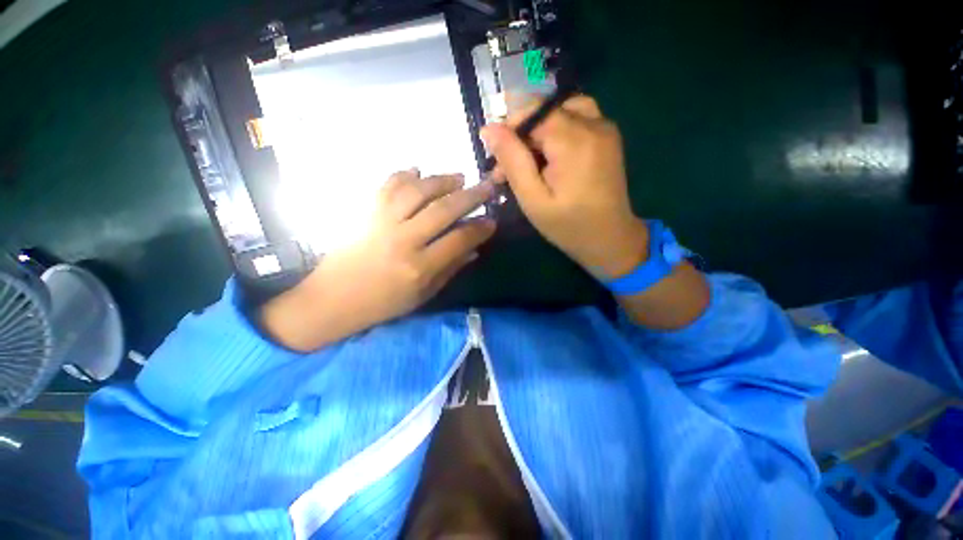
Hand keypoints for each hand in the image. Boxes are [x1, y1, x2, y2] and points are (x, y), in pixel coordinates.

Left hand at [262, 169, 495, 351]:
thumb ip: (451, 268)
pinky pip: (387, 186)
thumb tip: (474, 249)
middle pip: (442, 210)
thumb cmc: (384, 303)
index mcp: (419, 267)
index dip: (479, 228)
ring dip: (441, 180)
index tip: (492, 221)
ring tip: (459, 177)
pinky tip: (417, 171)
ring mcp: (382, 222)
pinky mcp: (366, 213)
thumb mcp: (424, 294)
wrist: (334, 298)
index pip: (458, 240)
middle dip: (470, 196)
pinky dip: (404, 174)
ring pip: (417, 191)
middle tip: (487, 186)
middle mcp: (403, 240)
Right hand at [481, 96, 647, 278]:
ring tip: (532, 160)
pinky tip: (553, 156)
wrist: (611, 239)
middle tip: (510, 169)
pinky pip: (578, 117)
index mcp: (574, 140)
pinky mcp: (609, 136)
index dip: (509, 130)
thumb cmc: (569, 226)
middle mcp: (594, 124)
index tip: (499, 162)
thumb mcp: (533, 200)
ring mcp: (606, 128)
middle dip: (522, 135)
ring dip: (541, 129)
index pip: (532, 112)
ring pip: (562, 109)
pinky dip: (559, 129)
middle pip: (546, 111)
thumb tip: (489, 129)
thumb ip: (512, 162)